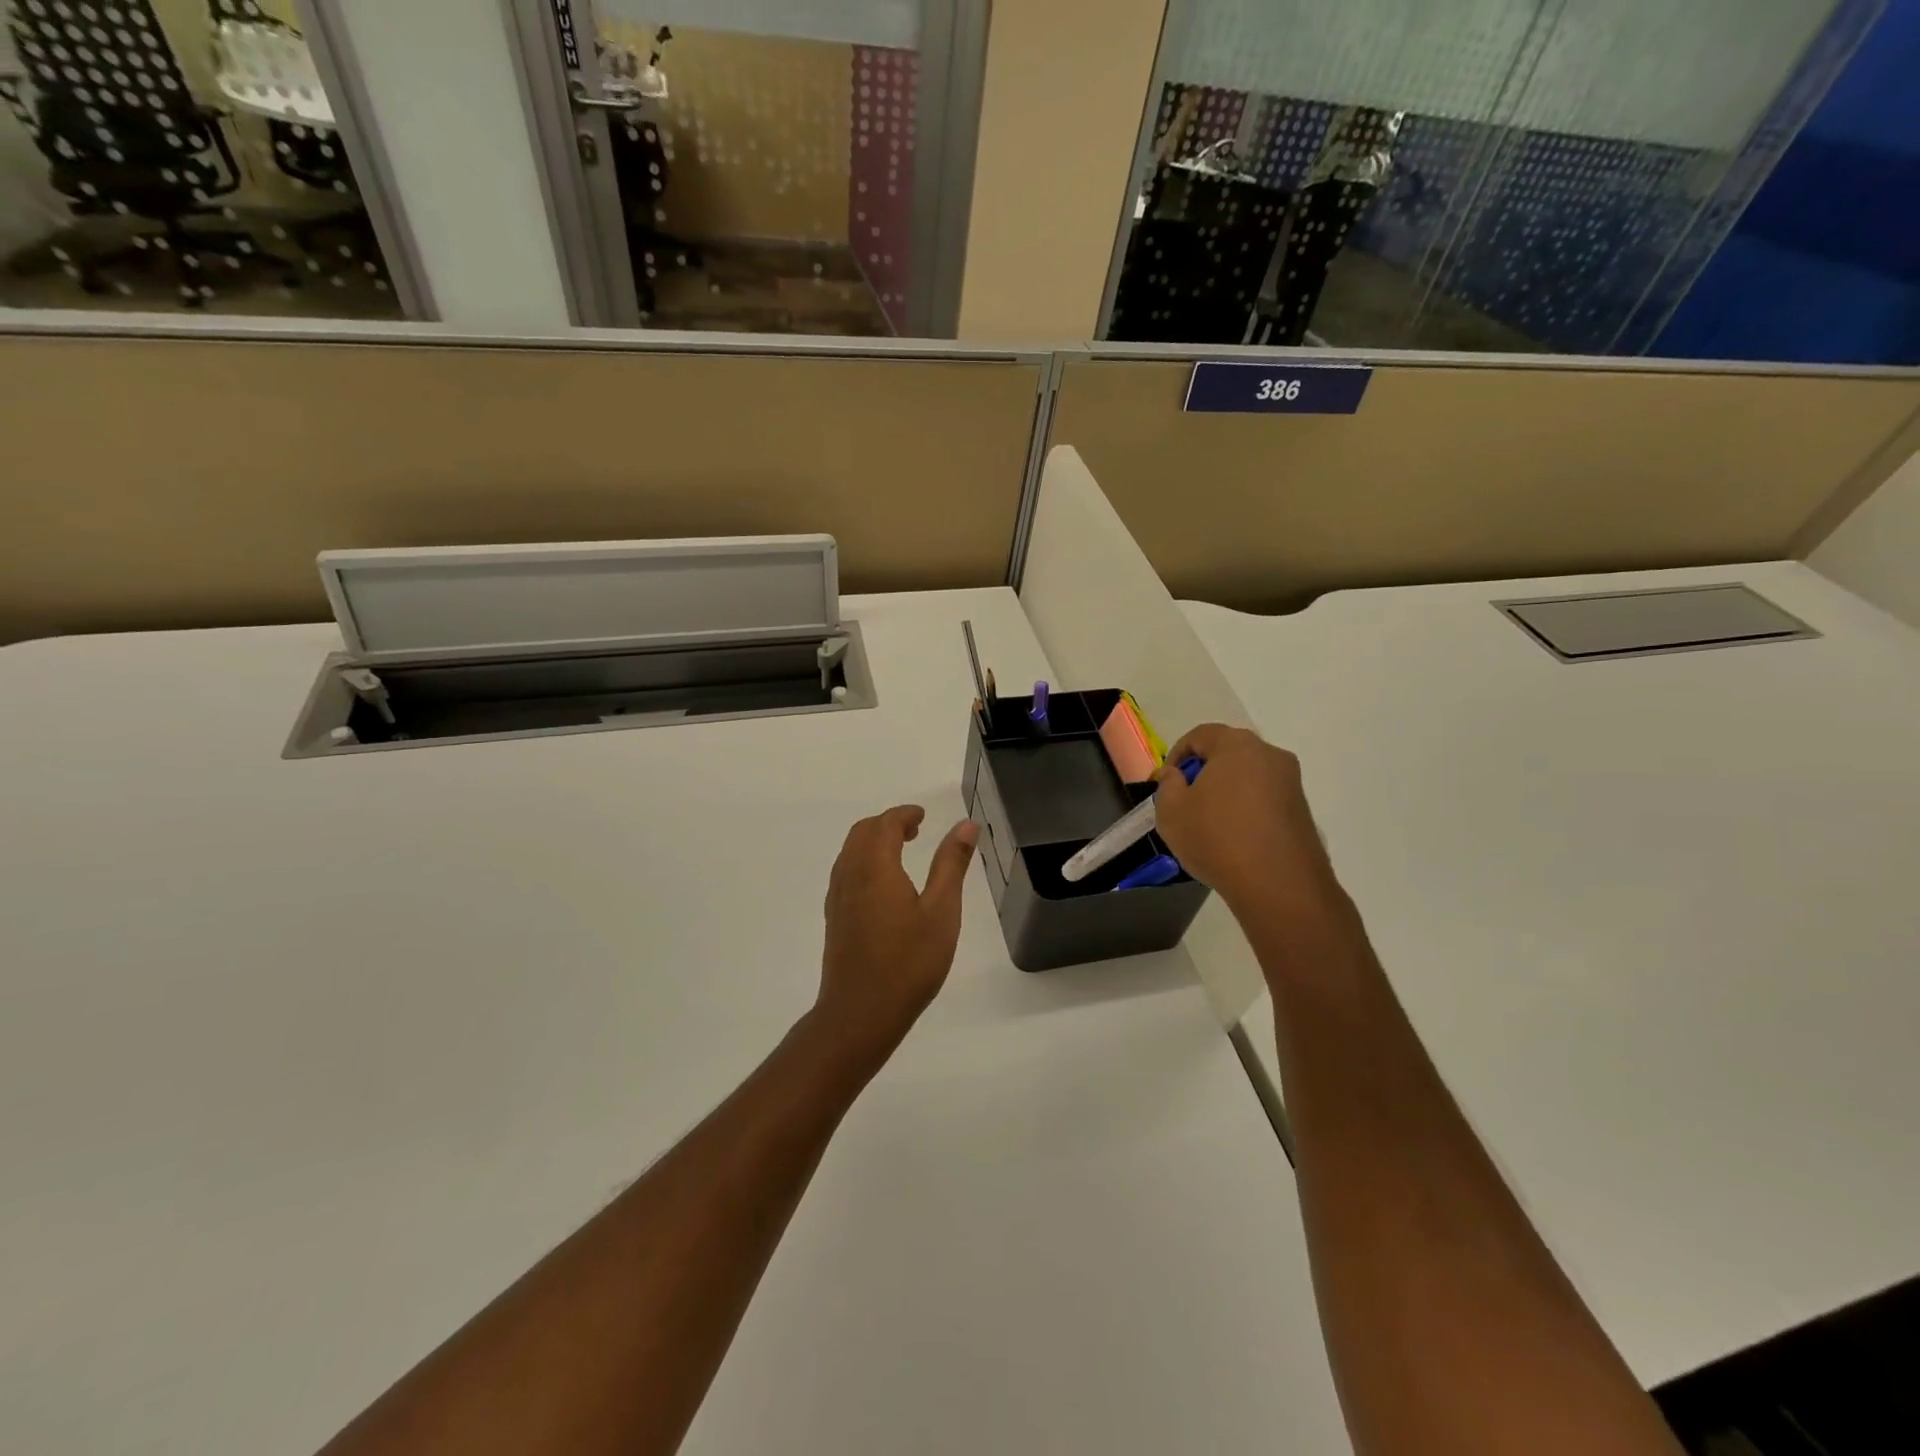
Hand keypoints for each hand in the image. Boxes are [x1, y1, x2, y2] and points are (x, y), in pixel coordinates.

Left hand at [815, 806, 978, 1070]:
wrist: (860, 1014)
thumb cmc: (908, 963)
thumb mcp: (941, 912)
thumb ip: (952, 864)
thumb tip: (966, 825)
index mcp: (876, 867)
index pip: (885, 824)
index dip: (904, 814)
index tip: (923, 816)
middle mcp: (850, 875)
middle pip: (862, 832)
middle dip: (887, 824)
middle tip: (915, 830)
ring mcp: (837, 898)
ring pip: (850, 852)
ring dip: (873, 842)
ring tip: (902, 852)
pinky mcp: (834, 918)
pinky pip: (845, 873)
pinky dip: (864, 862)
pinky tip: (884, 886)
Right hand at [1154, 725, 1342, 920]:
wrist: (1279, 885)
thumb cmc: (1217, 839)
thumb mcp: (1171, 811)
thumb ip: (1168, 784)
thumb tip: (1177, 775)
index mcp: (1237, 745)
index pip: (1200, 734)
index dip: (1177, 754)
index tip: (1167, 782)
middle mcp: (1270, 755)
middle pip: (1228, 752)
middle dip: (1204, 772)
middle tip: (1186, 801)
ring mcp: (1291, 783)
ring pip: (1249, 776)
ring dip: (1228, 791)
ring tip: (1210, 823)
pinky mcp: (1302, 810)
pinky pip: (1265, 798)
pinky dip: (1247, 809)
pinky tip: (1235, 838)